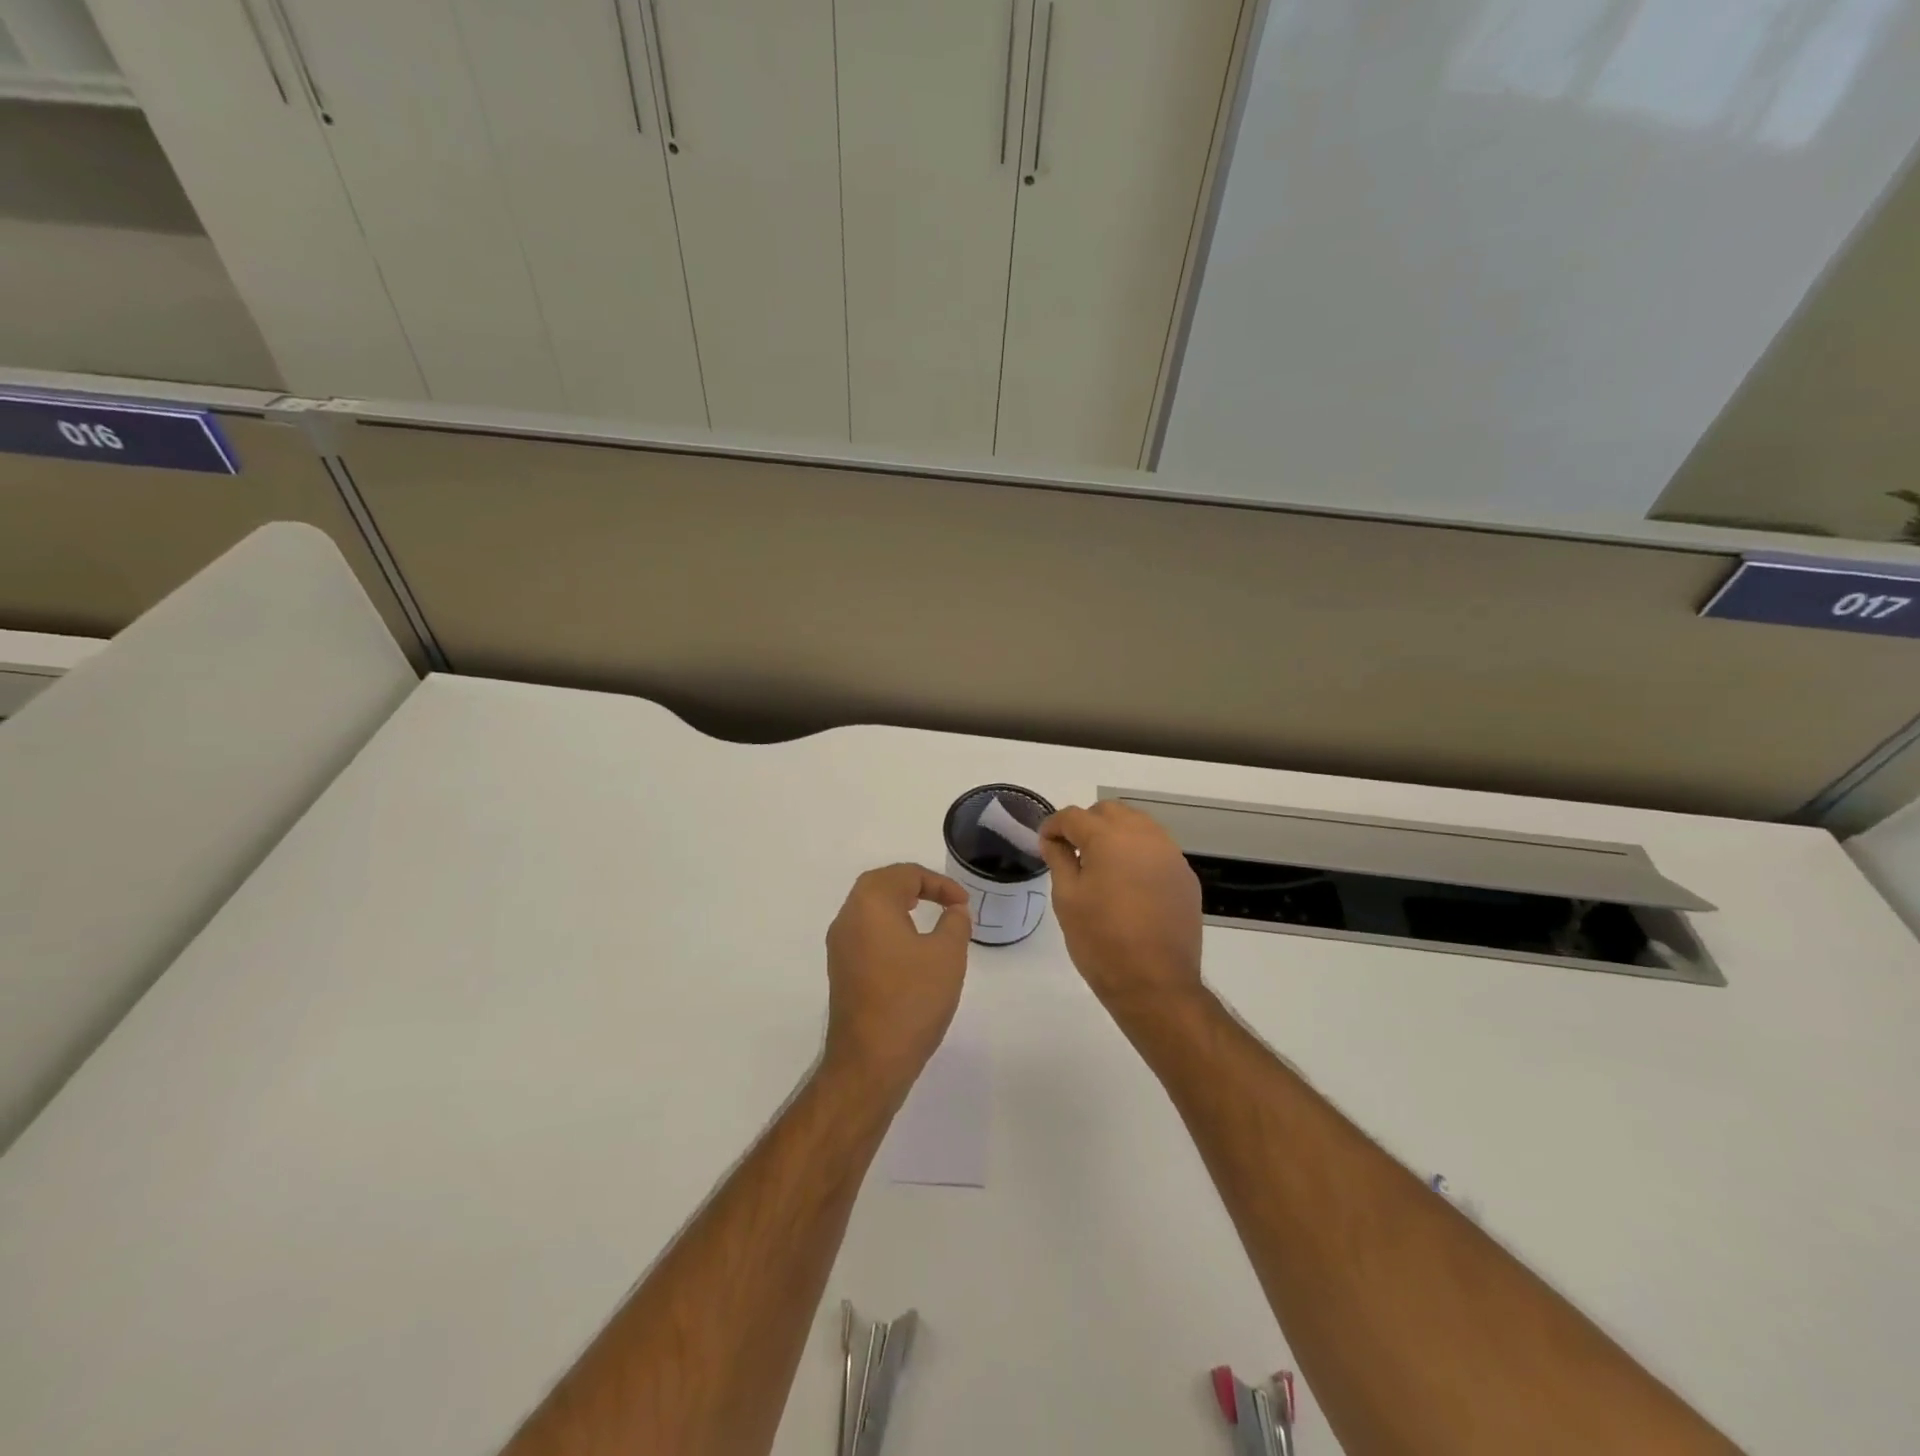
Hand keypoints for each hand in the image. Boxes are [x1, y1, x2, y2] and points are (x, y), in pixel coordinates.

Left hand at [823, 864, 971, 1092]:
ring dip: (900, 906)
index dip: (939, 884)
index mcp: (870, 904)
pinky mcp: (841, 970)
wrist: (870, 1060)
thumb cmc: (911, 999)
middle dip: (915, 886)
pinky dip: (889, 928)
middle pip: (880, 884)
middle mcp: (848, 917)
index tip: (963, 905)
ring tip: (929, 918)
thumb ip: (955, 923)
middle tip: (943, 900)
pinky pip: (865, 933)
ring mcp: (839, 946)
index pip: (905, 874)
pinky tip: (909, 949)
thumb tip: (954, 910)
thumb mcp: (947, 955)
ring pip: (870, 908)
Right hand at [1038, 801, 1204, 1014]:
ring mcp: (1170, 854)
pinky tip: (1129, 884)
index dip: (1054, 826)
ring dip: (1115, 835)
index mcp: (1109, 838)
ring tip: (1102, 865)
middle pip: (1110, 811)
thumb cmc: (1101, 941)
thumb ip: (1059, 859)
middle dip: (1087, 823)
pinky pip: (1157, 849)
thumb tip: (1054, 840)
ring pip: (1138, 825)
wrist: (1155, 983)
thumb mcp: (1067, 899)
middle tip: (1072, 851)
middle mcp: (1144, 836)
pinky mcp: (1185, 875)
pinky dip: (1138, 854)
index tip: (1045, 844)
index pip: (1074, 816)